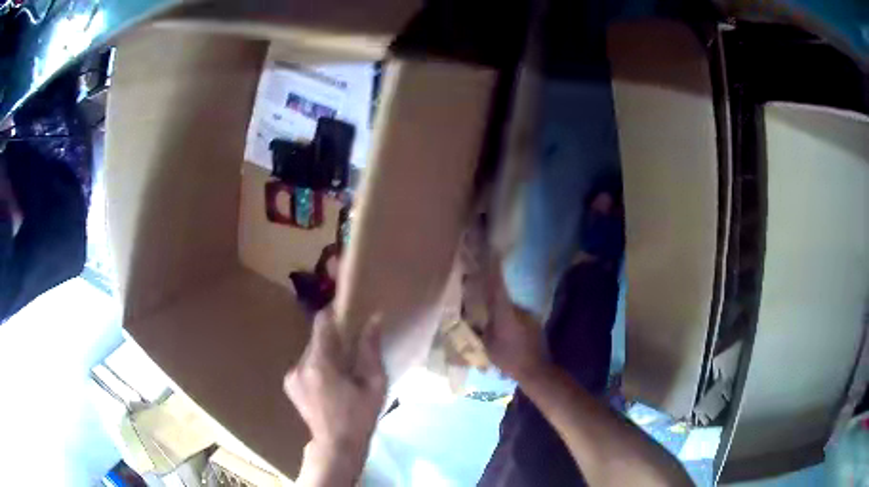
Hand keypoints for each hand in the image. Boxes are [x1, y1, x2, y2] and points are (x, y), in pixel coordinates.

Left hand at [284, 310, 386, 484]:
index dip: (335, 313)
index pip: (322, 323)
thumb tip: (374, 318)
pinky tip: (330, 383)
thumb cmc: (360, 416)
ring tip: (343, 372)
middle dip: (335, 339)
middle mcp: (300, 365)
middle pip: (317, 338)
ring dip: (327, 354)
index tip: (349, 312)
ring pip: (312, 351)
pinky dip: (318, 366)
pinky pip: (306, 364)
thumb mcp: (374, 384)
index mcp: (320, 364)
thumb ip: (371, 350)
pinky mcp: (289, 383)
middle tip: (353, 351)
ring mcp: (291, 375)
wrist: (336, 445)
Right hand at [484, 265, 549, 382]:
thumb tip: (476, 315)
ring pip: (509, 306)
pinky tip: (505, 329)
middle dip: (492, 288)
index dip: (492, 268)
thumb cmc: (508, 360)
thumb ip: (482, 327)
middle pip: (502, 293)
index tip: (489, 250)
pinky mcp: (534, 322)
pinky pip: (517, 315)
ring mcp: (528, 315)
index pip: (497, 286)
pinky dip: (509, 317)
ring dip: (500, 307)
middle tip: (481, 287)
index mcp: (505, 313)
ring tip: (492, 315)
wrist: (536, 370)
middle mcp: (518, 309)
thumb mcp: (487, 345)